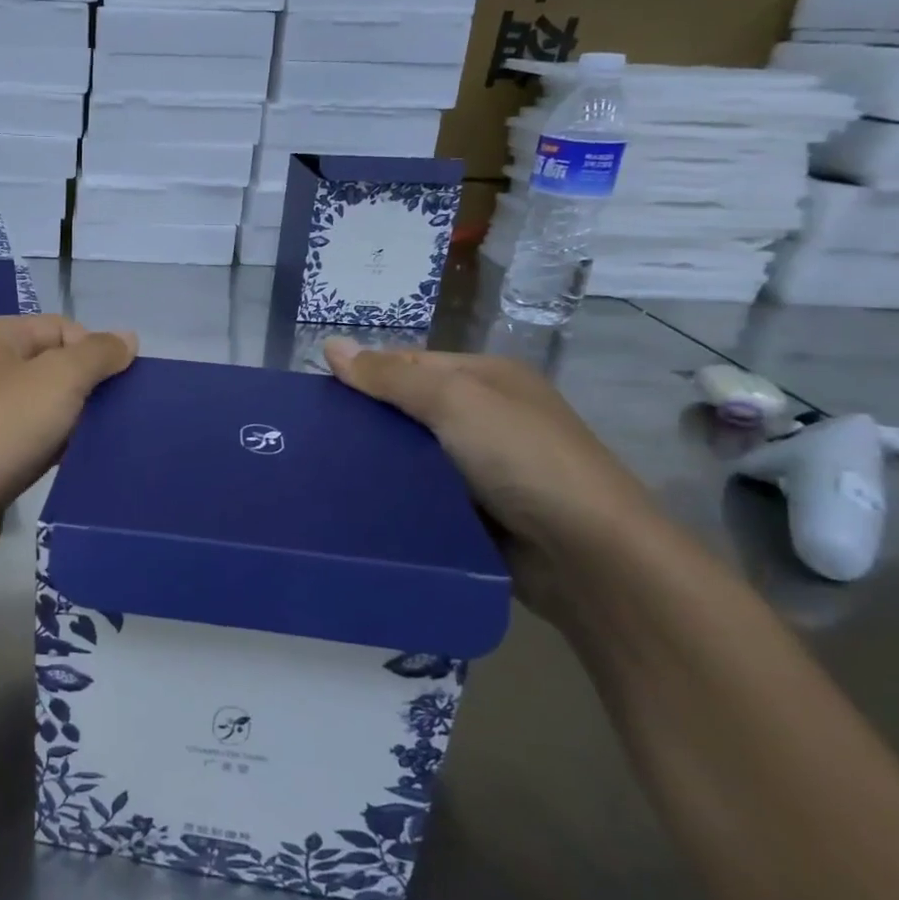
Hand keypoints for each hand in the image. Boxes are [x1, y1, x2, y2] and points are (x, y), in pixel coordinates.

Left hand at [0, 316, 136, 567]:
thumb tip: (128, 337)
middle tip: (117, 417)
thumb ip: (98, 354)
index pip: (63, 328)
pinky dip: (55, 449)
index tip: (119, 388)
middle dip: (88, 389)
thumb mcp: (60, 378)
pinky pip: (31, 441)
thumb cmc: (2, 427)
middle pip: (54, 367)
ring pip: (45, 407)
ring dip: (74, 422)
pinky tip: (73, 464)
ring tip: (101, 442)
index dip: (95, 352)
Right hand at [323, 338, 669, 621]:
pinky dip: (397, 498)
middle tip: (310, 440)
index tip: (315, 399)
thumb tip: (330, 344)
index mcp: (487, 378)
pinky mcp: (479, 512)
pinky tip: (359, 505)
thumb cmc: (521, 458)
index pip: (409, 364)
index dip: (365, 375)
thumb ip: (390, 376)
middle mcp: (487, 417)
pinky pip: (423, 495)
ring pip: (413, 457)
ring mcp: (485, 468)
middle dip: (367, 423)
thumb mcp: (454, 401)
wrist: (588, 555)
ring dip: (378, 464)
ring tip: (321, 473)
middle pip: (409, 410)